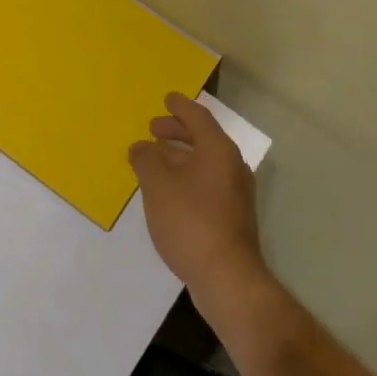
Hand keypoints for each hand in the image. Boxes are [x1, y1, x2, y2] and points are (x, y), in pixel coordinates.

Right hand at [129, 92, 264, 299]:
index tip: (166, 98)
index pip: (198, 118)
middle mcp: (231, 167)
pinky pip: (206, 182)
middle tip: (153, 128)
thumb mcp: (158, 184)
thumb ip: (146, 159)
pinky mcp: (231, 216)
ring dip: (180, 155)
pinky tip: (167, 190)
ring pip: (204, 162)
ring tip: (155, 158)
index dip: (180, 107)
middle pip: (203, 138)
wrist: (226, 277)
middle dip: (178, 131)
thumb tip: (142, 146)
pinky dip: (186, 175)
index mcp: (218, 151)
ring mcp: (234, 193)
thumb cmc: (190, 221)